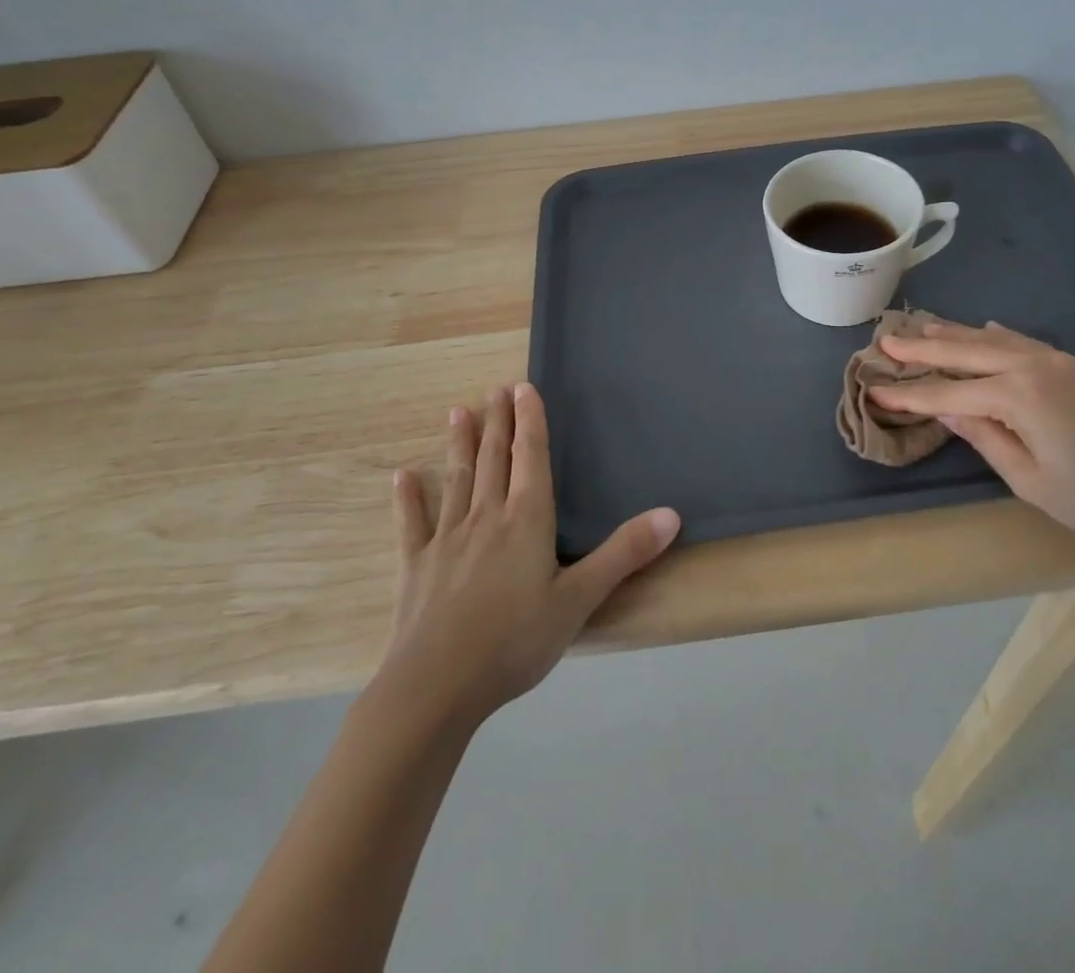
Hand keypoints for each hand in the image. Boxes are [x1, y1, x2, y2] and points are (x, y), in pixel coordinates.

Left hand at [374, 383, 679, 726]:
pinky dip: (409, 499)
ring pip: (457, 480)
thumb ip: (624, 554)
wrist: (436, 687)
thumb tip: (671, 514)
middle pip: (494, 459)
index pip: (531, 457)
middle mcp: (486, 517)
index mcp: (526, 520)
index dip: (530, 421)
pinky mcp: (416, 566)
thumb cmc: (515, 641)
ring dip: (460, 445)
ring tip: (458, 412)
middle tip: (495, 389)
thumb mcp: (580, 600)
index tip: (523, 387)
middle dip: (497, 422)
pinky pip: (412, 524)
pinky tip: (403, 477)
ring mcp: (447, 539)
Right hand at [867, 321, 1074, 546]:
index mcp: (1018, 396)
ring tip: (921, 326)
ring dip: (955, 333)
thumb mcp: (1031, 480)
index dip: (909, 394)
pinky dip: (995, 334)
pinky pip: (1023, 340)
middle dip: (922, 348)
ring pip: (993, 339)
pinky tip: (983, 329)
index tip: (873, 388)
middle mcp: (1033, 366)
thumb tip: (947, 408)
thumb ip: (985, 437)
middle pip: (965, 352)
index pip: (949, 392)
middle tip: (885, 338)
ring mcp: (1058, 361)